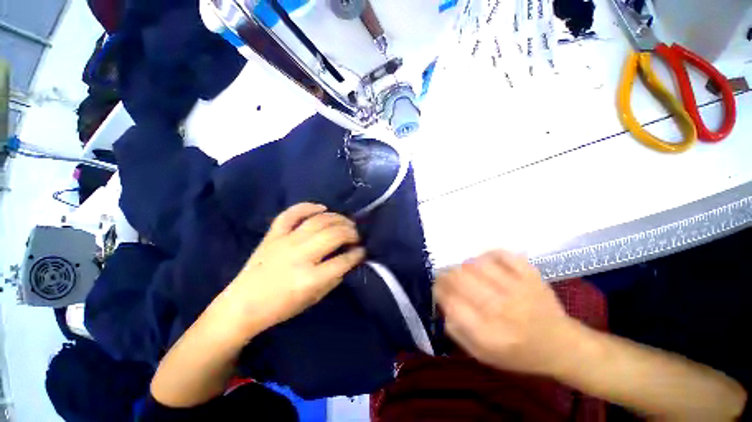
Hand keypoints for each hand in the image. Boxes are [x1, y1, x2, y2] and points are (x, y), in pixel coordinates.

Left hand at [221, 203, 365, 335]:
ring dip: (338, 219)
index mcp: (310, 278)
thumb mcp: (314, 298)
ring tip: (346, 223)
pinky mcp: (273, 235)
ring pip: (319, 221)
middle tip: (357, 235)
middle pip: (334, 235)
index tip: (363, 250)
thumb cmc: (281, 307)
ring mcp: (285, 241)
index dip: (358, 254)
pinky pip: (291, 214)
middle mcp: (300, 255)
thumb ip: (335, 277)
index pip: (344, 260)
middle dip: (352, 233)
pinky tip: (322, 207)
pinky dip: (308, 206)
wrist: (243, 304)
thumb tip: (349, 259)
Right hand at [434, 250, 578, 375]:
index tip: (437, 288)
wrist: (562, 345)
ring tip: (464, 271)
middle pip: (461, 279)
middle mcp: (502, 309)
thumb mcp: (483, 355)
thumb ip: (457, 332)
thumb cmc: (519, 353)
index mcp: (489, 334)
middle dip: (446, 275)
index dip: (439, 290)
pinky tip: (484, 262)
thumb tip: (443, 304)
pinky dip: (488, 255)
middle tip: (445, 276)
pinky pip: (502, 254)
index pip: (452, 303)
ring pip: (477, 265)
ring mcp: (519, 289)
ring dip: (463, 266)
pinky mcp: (531, 275)